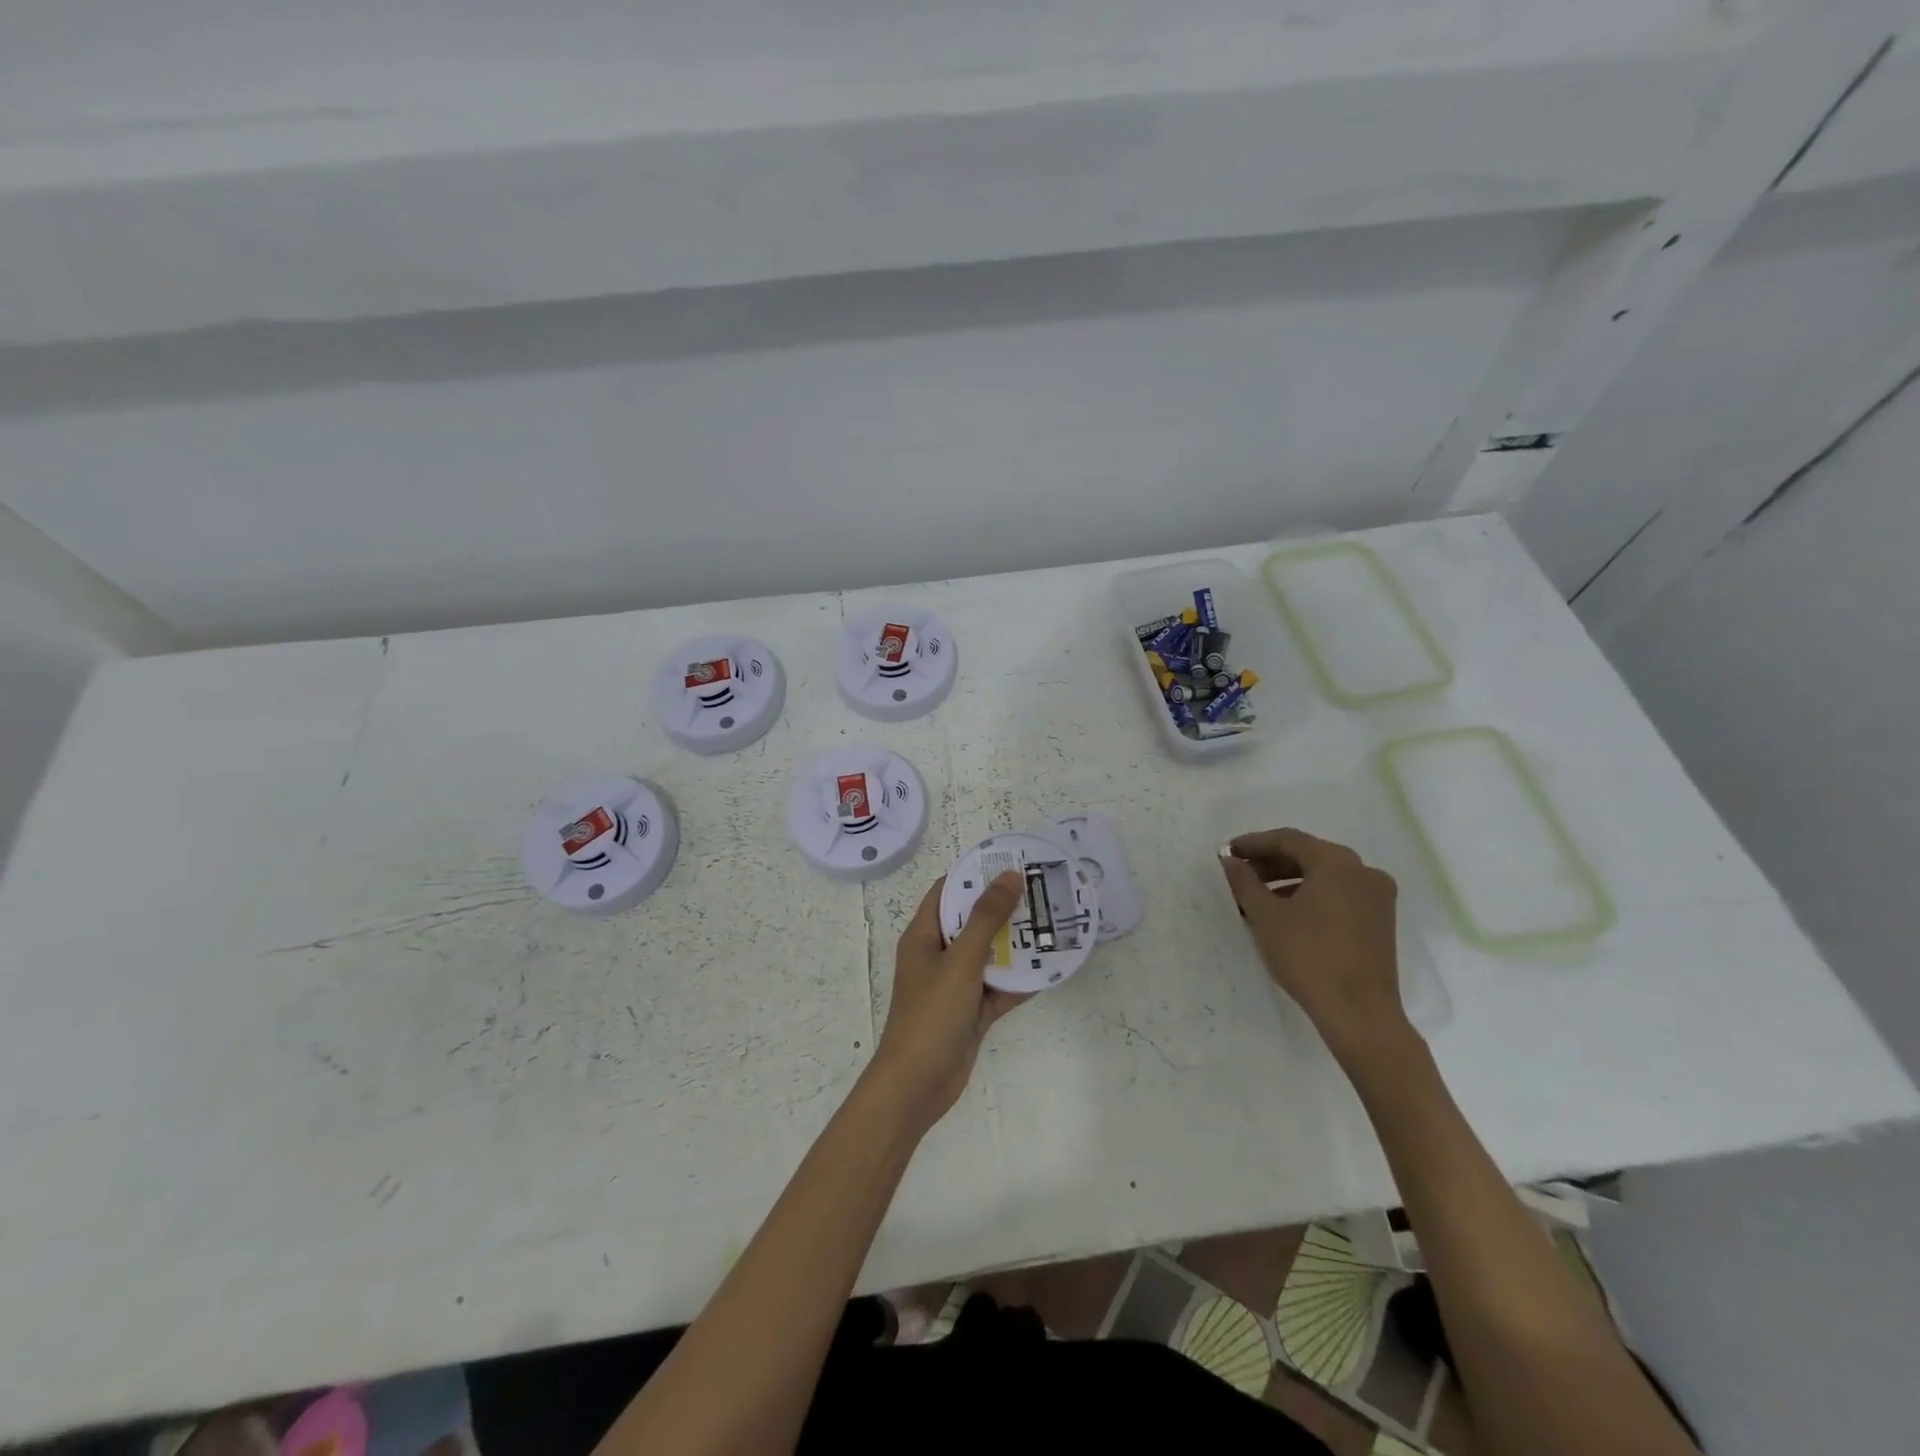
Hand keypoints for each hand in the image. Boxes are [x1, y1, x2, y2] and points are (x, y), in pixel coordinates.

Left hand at [867, 872, 1027, 1131]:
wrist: (917, 1085)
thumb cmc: (931, 1014)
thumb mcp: (960, 960)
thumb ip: (986, 918)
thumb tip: (1009, 875)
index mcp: (923, 935)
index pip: (947, 892)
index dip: (975, 874)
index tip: (1010, 862)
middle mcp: (938, 955)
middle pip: (972, 921)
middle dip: (1004, 908)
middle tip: (1041, 891)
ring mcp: (955, 985)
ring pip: (989, 955)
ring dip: (1016, 943)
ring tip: (1052, 923)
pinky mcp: (971, 1011)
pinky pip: (998, 988)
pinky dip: (1020, 980)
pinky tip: (1051, 968)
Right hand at [1219, 829, 1410, 1061]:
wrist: (1360, 1013)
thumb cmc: (1308, 957)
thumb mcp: (1266, 916)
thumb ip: (1244, 881)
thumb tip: (1230, 860)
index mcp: (1337, 862)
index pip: (1288, 840)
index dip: (1254, 843)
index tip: (1228, 852)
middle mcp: (1362, 870)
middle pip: (1308, 855)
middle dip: (1270, 862)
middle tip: (1239, 872)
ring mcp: (1377, 896)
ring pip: (1324, 875)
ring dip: (1289, 880)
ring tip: (1257, 896)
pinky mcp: (1380, 919)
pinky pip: (1339, 894)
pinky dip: (1311, 895)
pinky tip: (1286, 912)